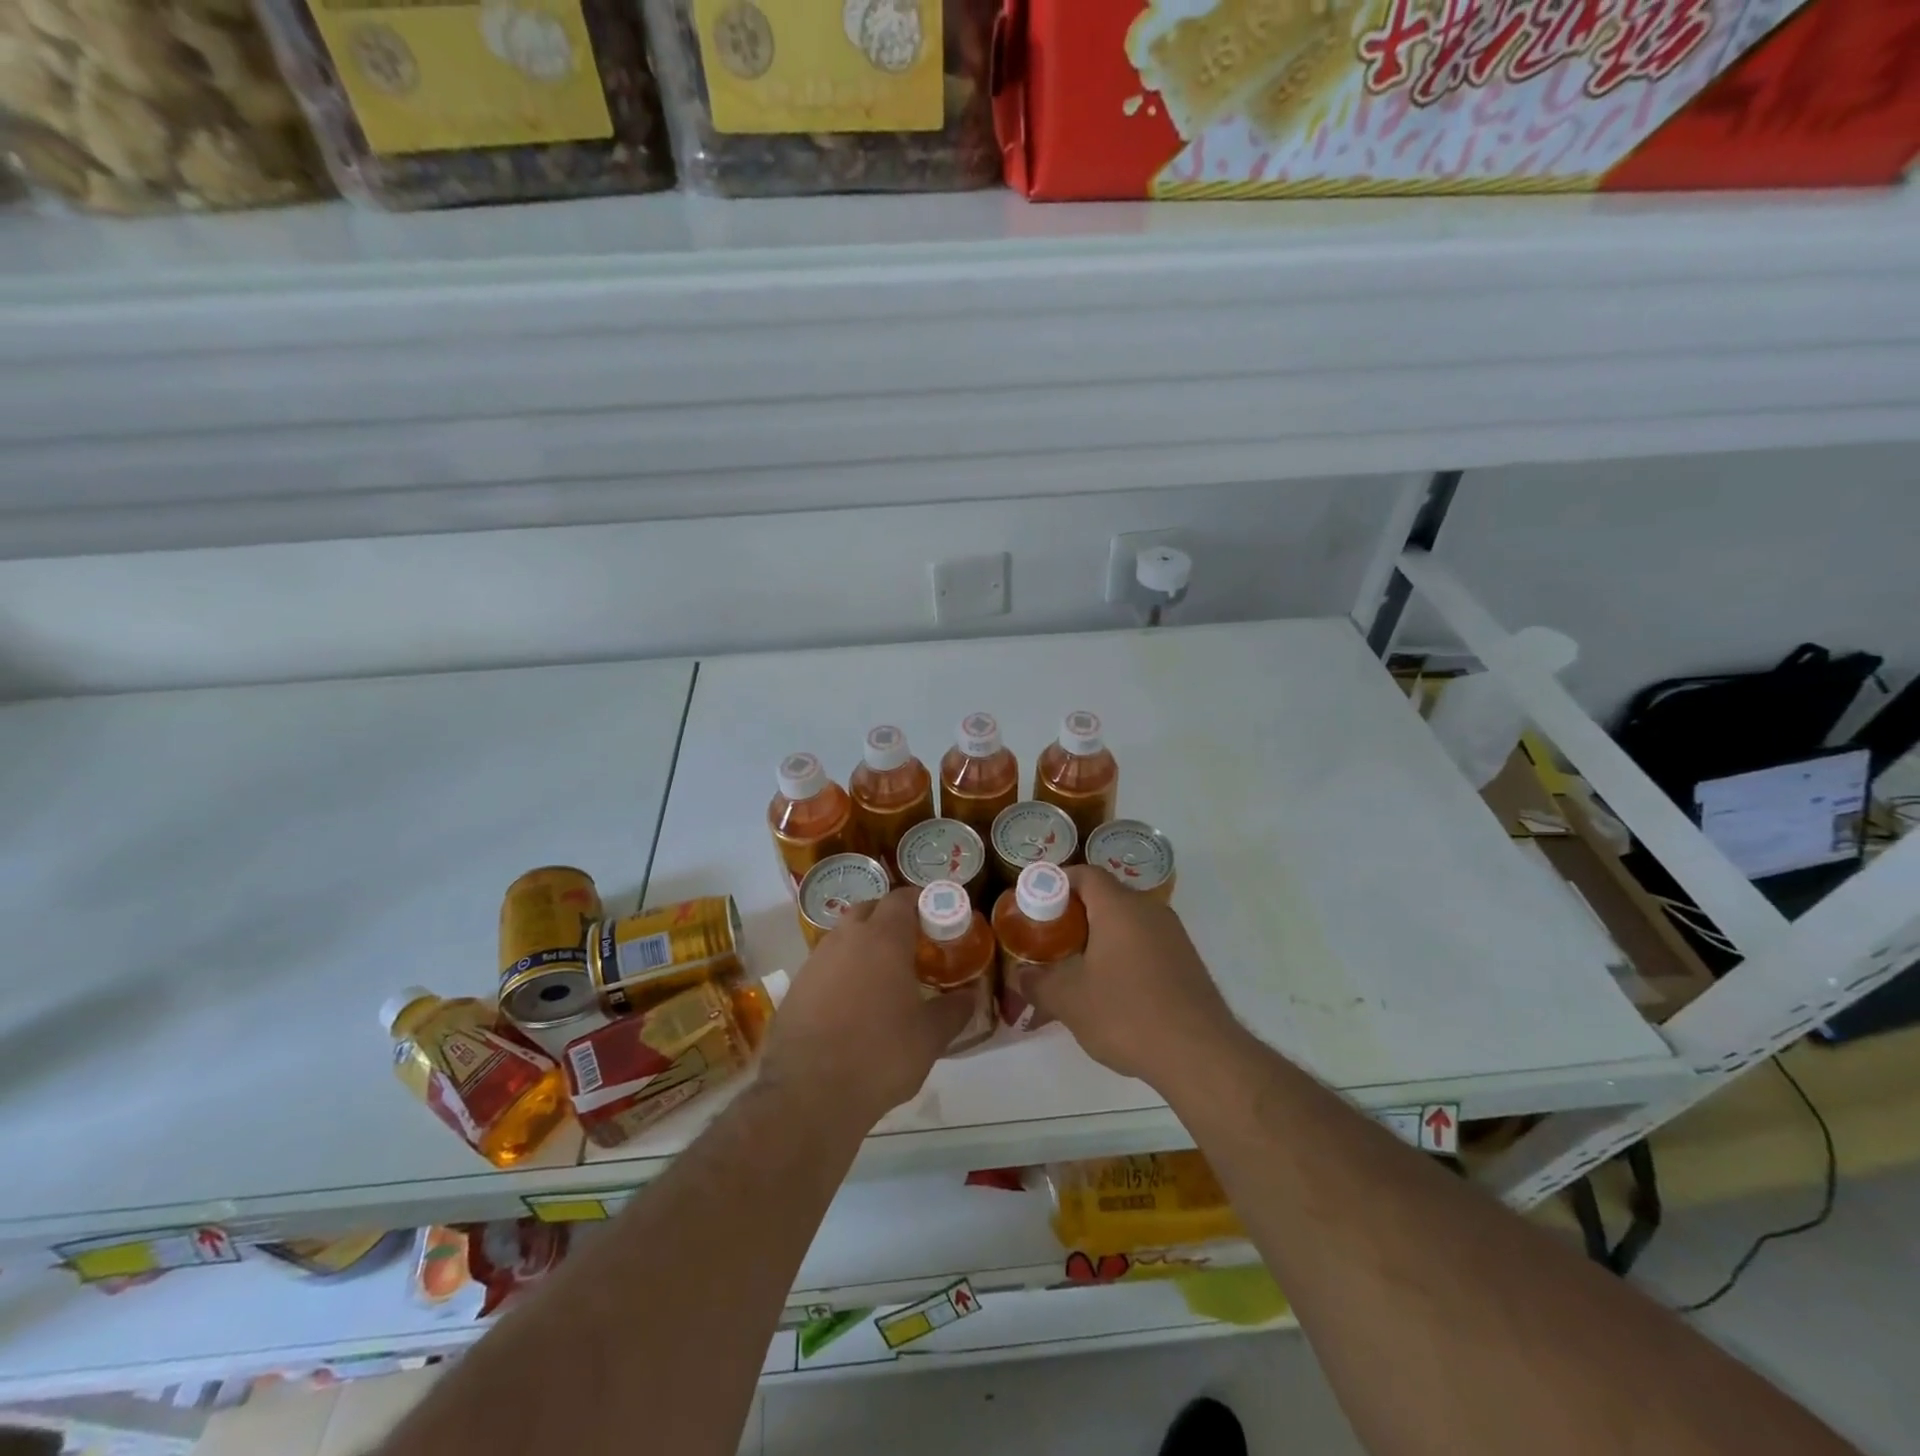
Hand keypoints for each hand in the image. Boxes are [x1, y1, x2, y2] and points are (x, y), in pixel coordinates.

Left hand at [758, 888, 971, 1129]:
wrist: (808, 1094)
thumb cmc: (880, 1055)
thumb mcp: (930, 1037)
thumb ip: (954, 1010)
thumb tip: (970, 995)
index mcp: (883, 939)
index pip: (902, 898)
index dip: (920, 903)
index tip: (936, 919)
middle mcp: (846, 939)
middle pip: (869, 910)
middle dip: (889, 919)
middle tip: (911, 945)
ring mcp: (815, 961)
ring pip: (843, 936)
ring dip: (863, 945)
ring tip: (882, 976)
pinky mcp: (795, 987)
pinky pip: (825, 965)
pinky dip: (841, 971)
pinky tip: (852, 1003)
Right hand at [1028, 867, 1239, 1086]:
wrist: (1200, 1054)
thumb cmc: (1126, 1013)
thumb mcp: (1069, 1000)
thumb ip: (1038, 982)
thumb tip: (1020, 975)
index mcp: (1119, 907)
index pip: (1085, 874)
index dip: (1057, 882)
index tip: (1036, 905)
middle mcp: (1150, 910)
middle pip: (1106, 897)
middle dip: (1075, 914)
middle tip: (1050, 940)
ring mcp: (1173, 935)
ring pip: (1127, 923)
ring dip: (1100, 938)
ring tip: (1077, 968)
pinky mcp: (1187, 962)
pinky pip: (1145, 944)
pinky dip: (1123, 955)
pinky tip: (1112, 990)